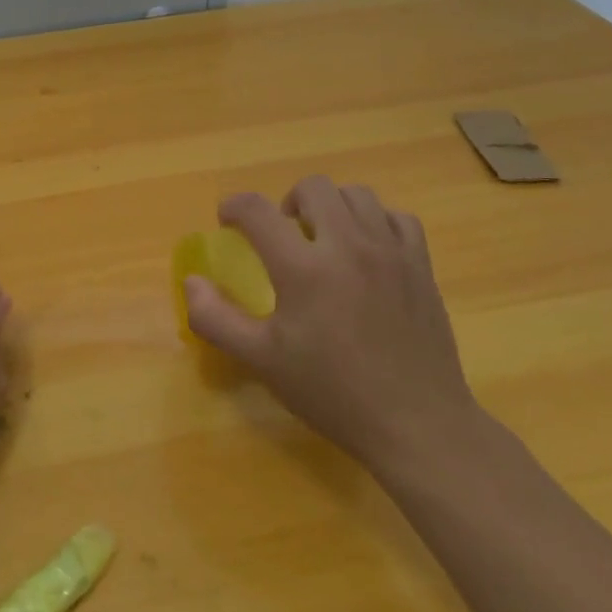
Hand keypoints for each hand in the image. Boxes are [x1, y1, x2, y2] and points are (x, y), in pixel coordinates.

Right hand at [183, 176, 479, 474]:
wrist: (416, 424)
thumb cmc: (332, 392)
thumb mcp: (261, 360)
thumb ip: (216, 318)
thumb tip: (191, 283)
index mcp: (304, 268)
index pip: (257, 210)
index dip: (233, 207)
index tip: (227, 221)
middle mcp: (348, 246)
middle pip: (312, 187)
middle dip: (285, 201)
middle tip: (281, 235)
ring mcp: (390, 252)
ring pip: (356, 195)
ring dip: (330, 207)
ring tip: (323, 239)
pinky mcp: (420, 266)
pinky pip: (396, 218)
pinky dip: (374, 222)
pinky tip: (366, 251)